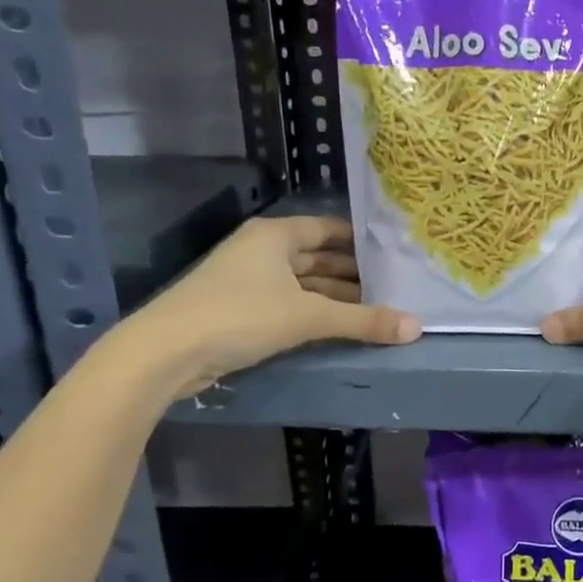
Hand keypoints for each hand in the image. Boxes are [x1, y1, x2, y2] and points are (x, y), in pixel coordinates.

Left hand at [115, 216, 417, 399]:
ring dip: (334, 297)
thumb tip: (417, 328)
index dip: (360, 240)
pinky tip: (339, 327)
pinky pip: (288, 304)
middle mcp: (261, 251)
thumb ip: (363, 321)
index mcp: (275, 236)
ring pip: (303, 284)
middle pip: (317, 257)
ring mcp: (247, 281)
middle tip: (394, 286)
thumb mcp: (308, 316)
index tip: (393, 252)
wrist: (165, 353)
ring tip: (375, 309)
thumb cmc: (239, 316)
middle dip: (353, 273)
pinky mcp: (239, 311)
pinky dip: (313, 313)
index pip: (328, 229)